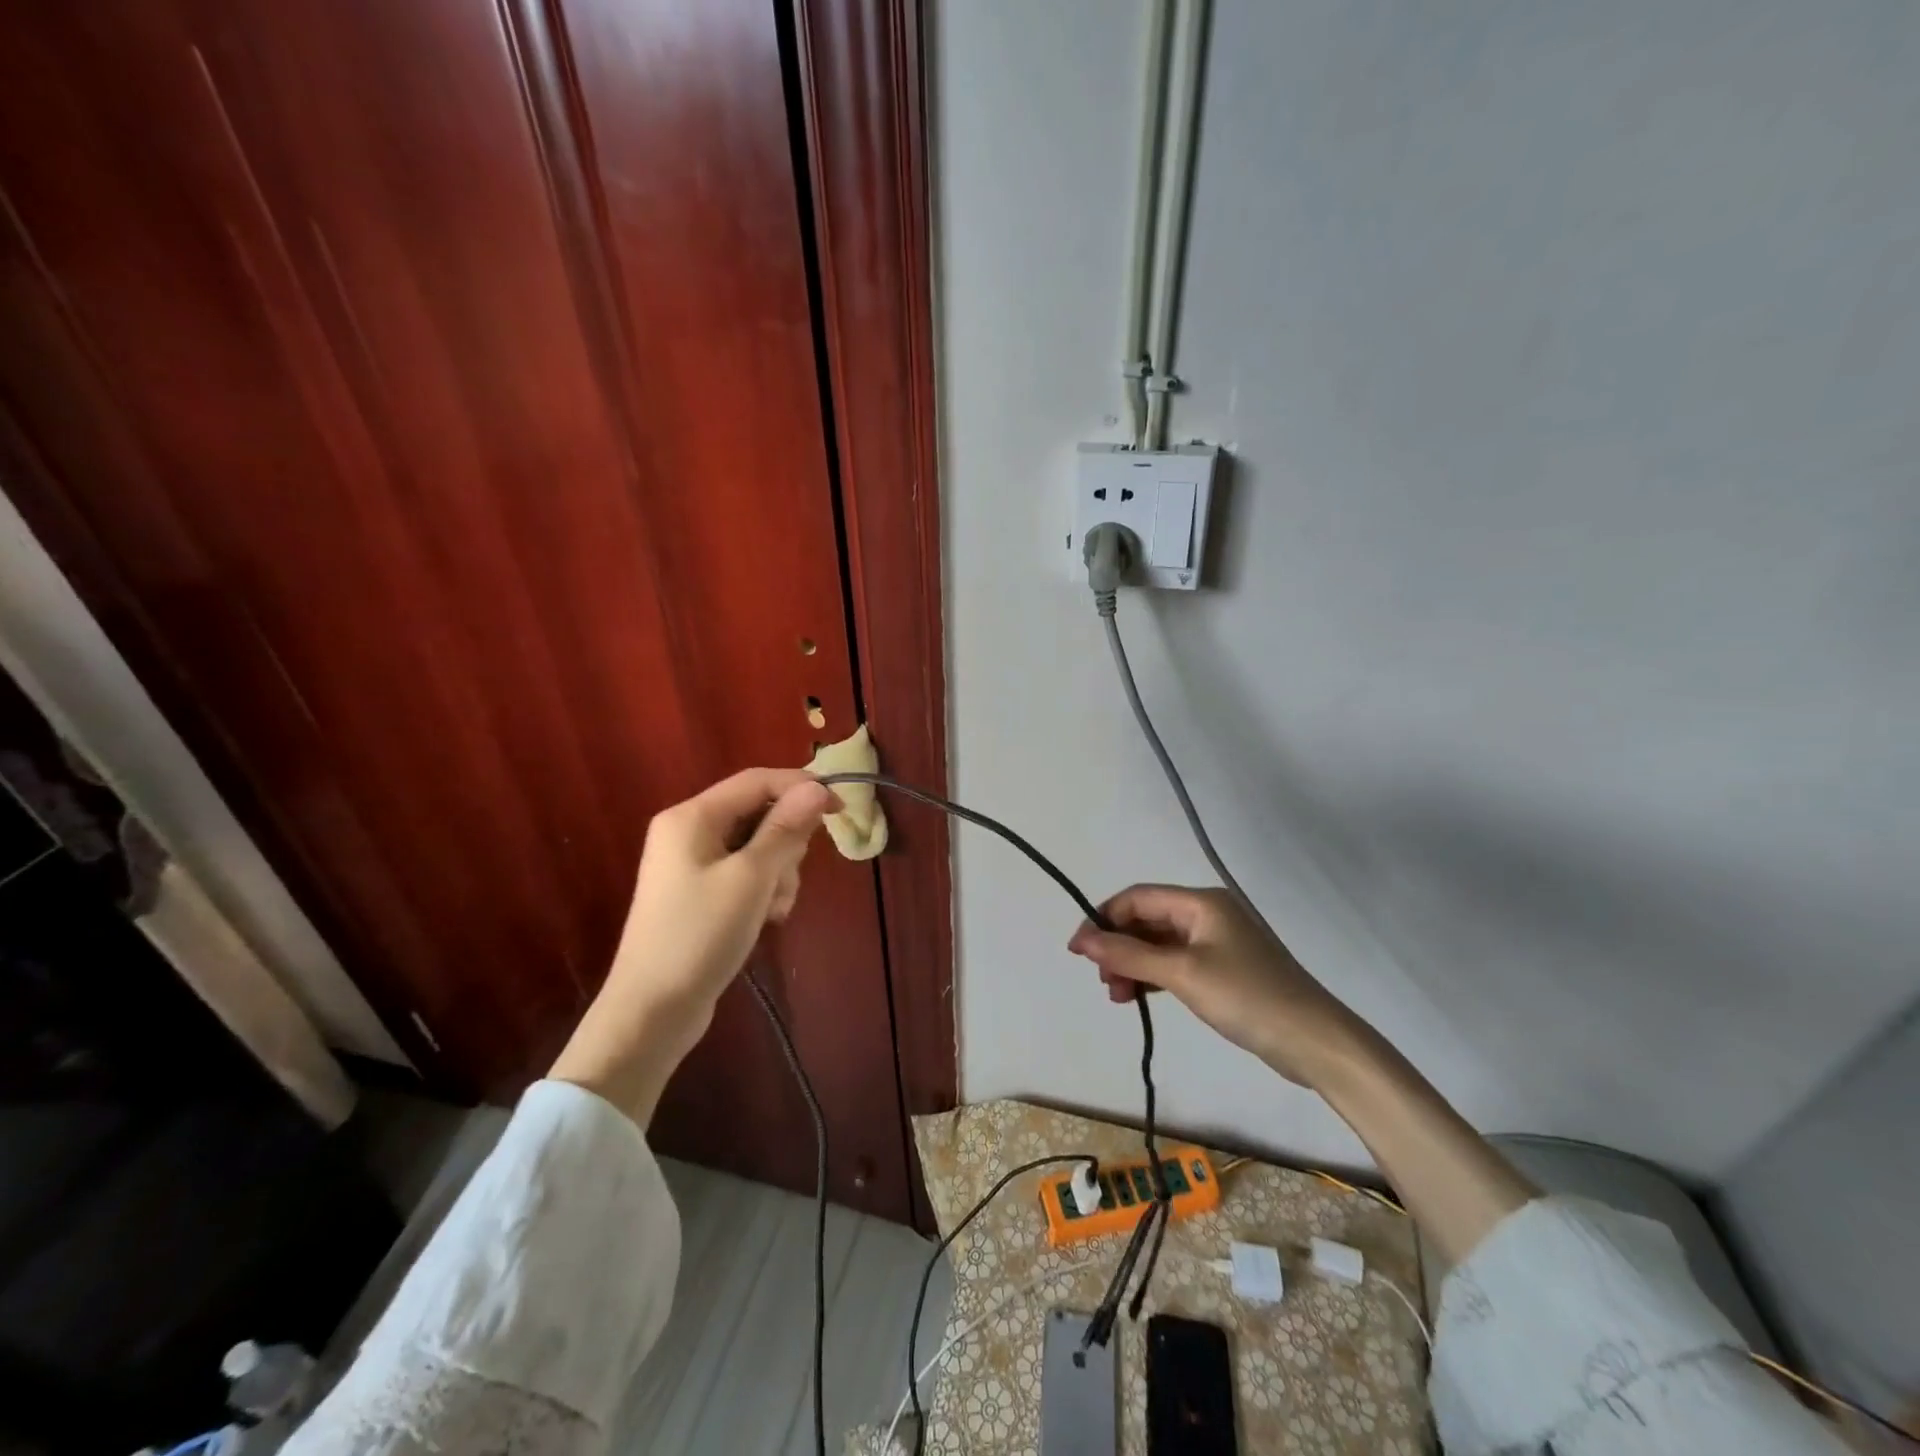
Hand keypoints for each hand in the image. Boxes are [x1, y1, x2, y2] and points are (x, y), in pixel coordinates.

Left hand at [551, 768, 837, 1123]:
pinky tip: (766, 919)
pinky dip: (763, 889)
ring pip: (757, 846)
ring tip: (774, 908)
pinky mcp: (699, 893)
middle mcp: (688, 831)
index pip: (757, 781)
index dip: (801, 788)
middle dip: (786, 842)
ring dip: (778, 871)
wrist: (652, 1011)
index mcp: (692, 816)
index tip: (840, 809)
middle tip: (789, 877)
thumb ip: (785, 828)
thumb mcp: (752, 878)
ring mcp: (692, 864)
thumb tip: (817, 787)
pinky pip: (744, 873)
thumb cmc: (701, 935)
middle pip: (758, 813)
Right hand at [1067, 884, 1368, 1088]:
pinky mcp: (1225, 969)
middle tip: (1101, 980)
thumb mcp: (1182, 973)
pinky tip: (1139, 996)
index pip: (1138, 898)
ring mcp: (1218, 942)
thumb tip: (1083, 941)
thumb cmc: (1247, 997)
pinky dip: (1154, 976)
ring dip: (1133, 965)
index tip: (1077, 950)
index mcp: (1201, 902)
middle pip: (1148, 920)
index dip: (1103, 919)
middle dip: (1118, 946)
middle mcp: (1208, 914)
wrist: (1315, 1042)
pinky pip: (1176, 963)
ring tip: (1116, 996)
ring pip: (1160, 944)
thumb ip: (1129, 955)